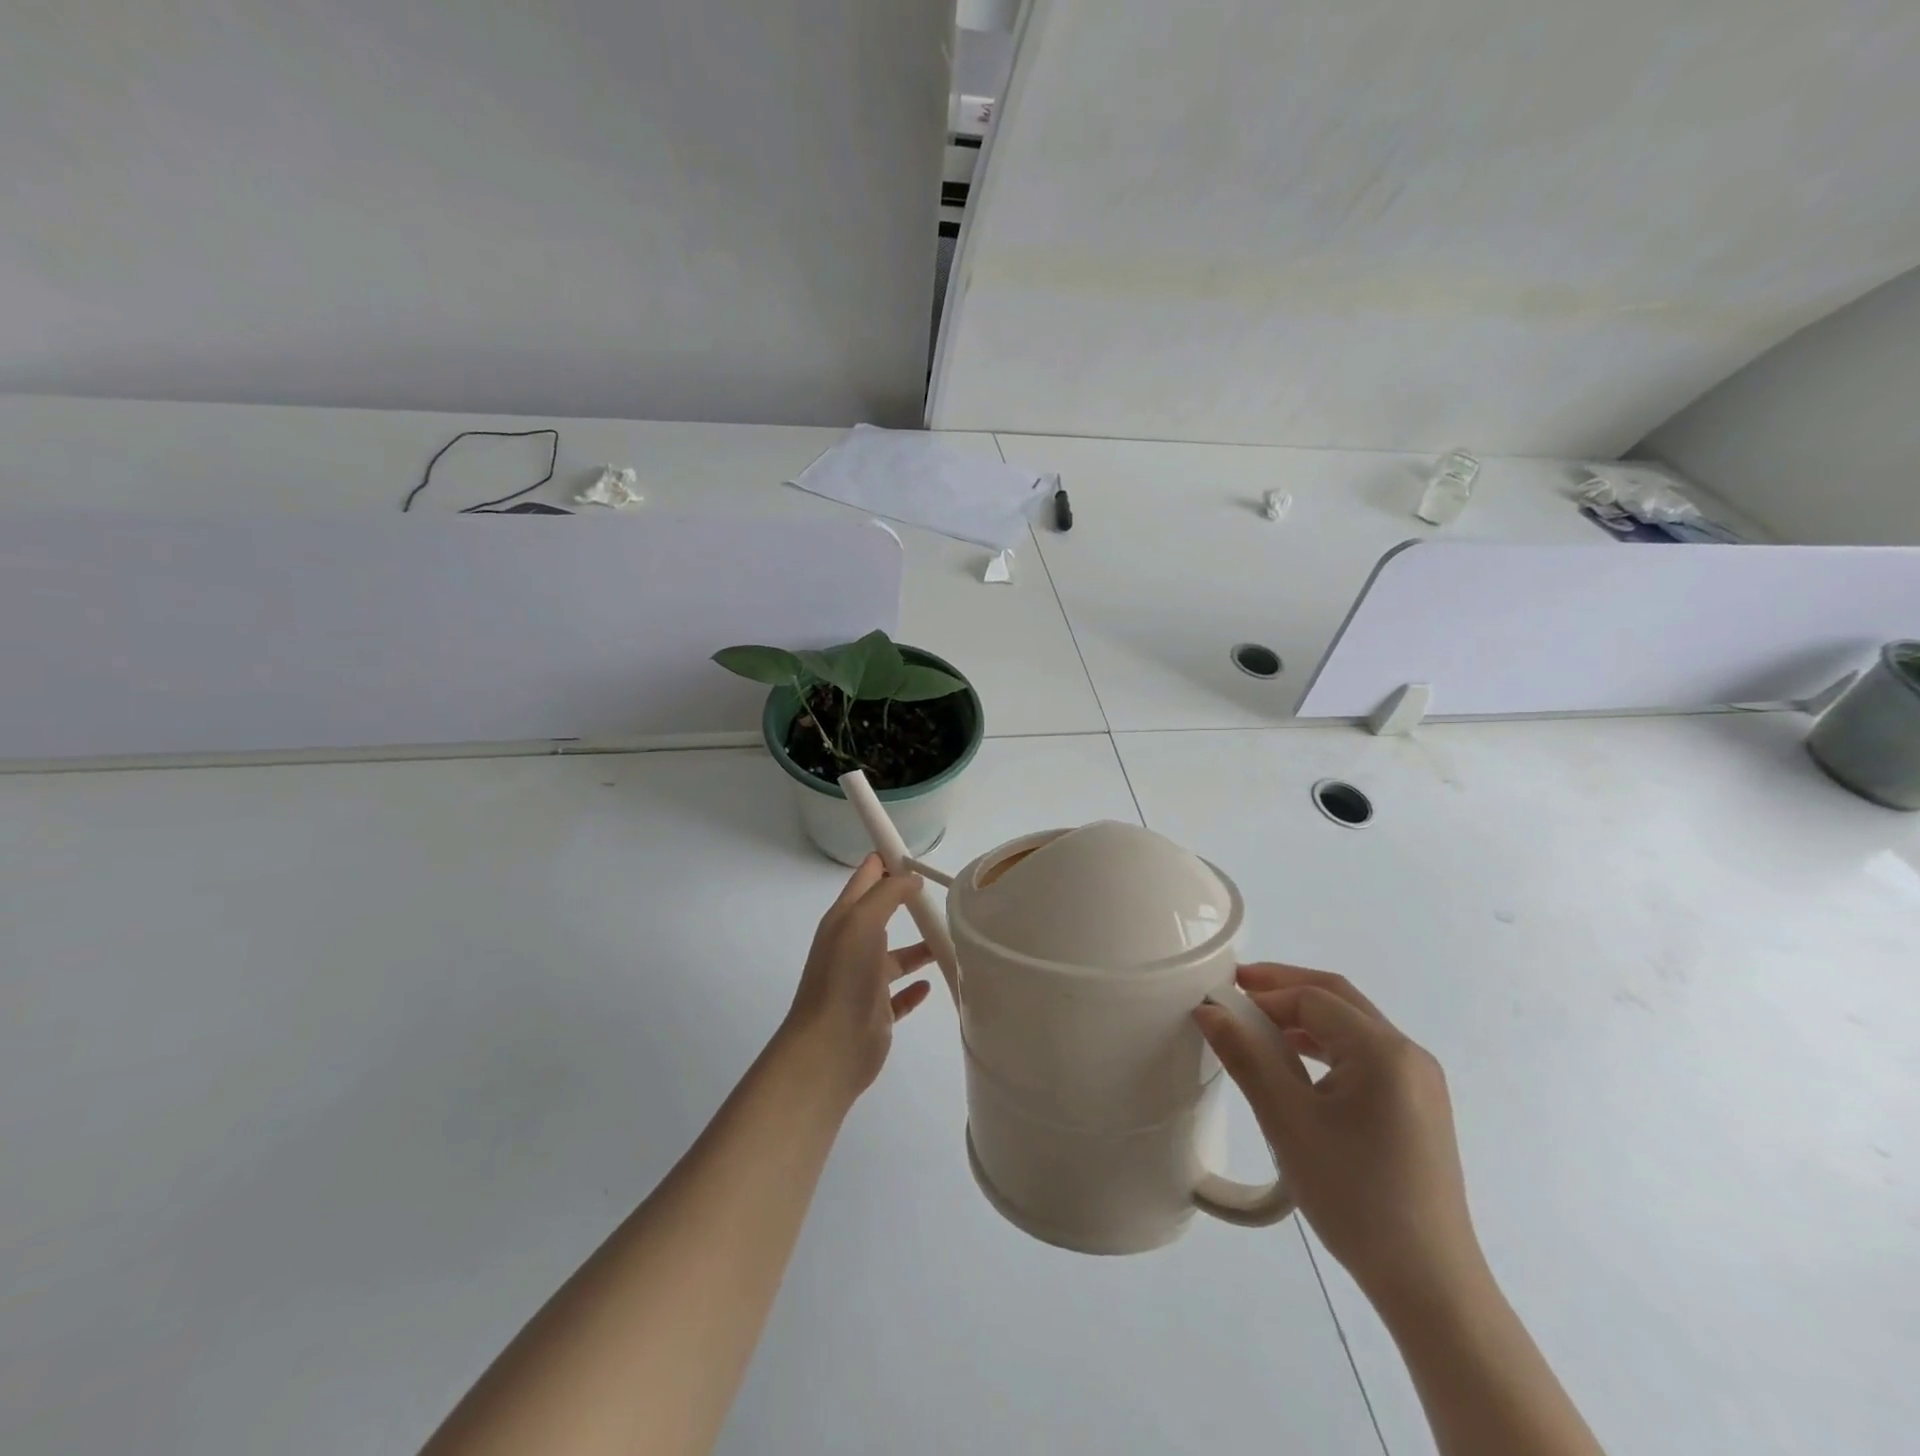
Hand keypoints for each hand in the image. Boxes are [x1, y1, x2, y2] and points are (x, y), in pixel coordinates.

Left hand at [780, 855, 935, 1098]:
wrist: (830, 1048)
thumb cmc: (844, 976)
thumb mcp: (863, 922)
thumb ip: (887, 894)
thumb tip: (911, 877)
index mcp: (845, 919)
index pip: (866, 877)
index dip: (887, 860)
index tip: (918, 854)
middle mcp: (853, 944)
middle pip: (882, 913)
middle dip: (909, 900)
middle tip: (944, 893)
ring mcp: (864, 979)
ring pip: (896, 955)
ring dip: (920, 945)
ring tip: (951, 938)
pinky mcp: (877, 1011)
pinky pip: (900, 994)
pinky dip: (915, 987)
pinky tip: (932, 982)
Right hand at [1194, 964, 1485, 1315]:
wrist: (1429, 1285)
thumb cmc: (1354, 1195)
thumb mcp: (1288, 1121)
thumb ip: (1246, 1057)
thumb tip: (1209, 1010)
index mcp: (1383, 1051)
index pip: (1312, 998)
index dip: (1263, 994)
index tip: (1220, 1003)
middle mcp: (1408, 1054)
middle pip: (1338, 998)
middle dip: (1284, 987)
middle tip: (1236, 990)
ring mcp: (1419, 1081)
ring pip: (1352, 1025)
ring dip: (1303, 1015)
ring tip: (1256, 1025)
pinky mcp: (1418, 1106)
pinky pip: (1364, 1054)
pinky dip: (1324, 1044)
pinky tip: (1294, 1063)